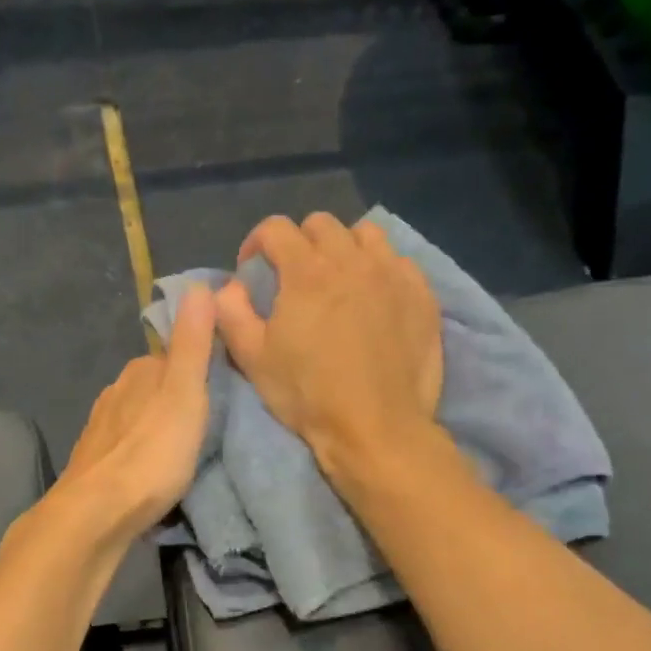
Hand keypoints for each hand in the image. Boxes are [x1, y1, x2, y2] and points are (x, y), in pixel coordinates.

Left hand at [50, 285, 217, 545]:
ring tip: (185, 451)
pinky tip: (153, 471)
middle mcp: (115, 393)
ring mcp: (100, 429)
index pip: (173, 357)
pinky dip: (142, 453)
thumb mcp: (185, 394)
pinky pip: (127, 447)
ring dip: (158, 428)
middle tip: (210, 425)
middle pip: (154, 387)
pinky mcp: (94, 463)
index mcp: (139, 372)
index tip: (222, 389)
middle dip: (177, 400)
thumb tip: (200, 285)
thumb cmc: (151, 453)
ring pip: (139, 418)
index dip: (198, 369)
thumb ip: (192, 344)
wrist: (97, 513)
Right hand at [215, 213, 443, 477]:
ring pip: (365, 235)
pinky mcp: (422, 294)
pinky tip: (374, 298)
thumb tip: (228, 287)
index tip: (252, 269)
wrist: (376, 427)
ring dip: (344, 248)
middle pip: (321, 224)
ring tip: (338, 280)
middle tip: (293, 277)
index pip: (275, 228)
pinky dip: (380, 269)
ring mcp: (392, 274)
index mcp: (306, 271)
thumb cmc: (308, 394)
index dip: (256, 242)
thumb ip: (231, 313)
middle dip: (300, 242)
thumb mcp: (253, 358)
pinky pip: (399, 261)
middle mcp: (352, 260)